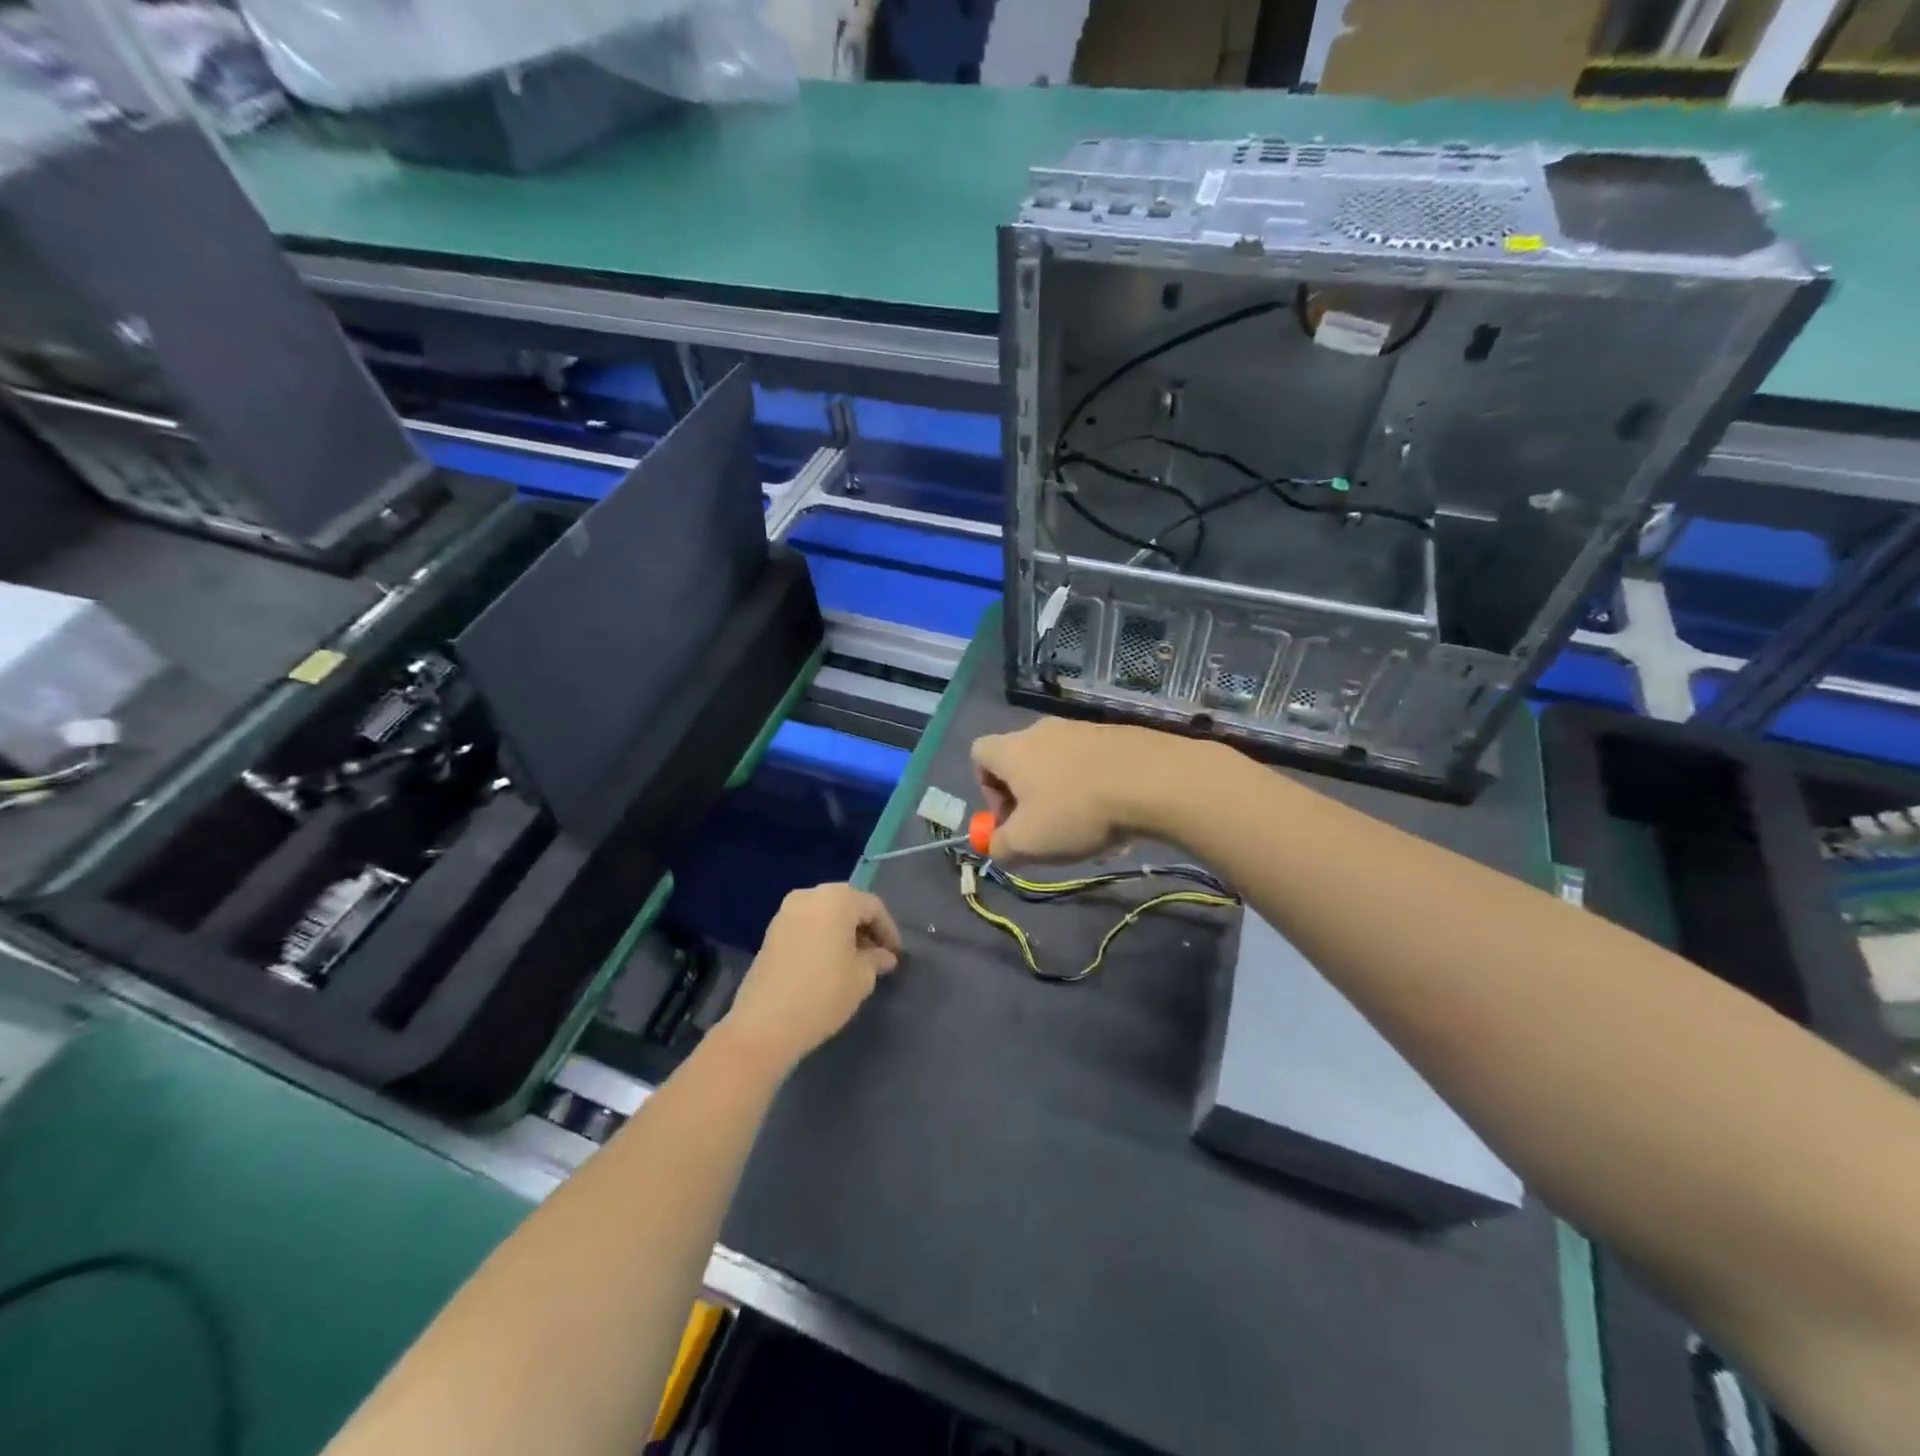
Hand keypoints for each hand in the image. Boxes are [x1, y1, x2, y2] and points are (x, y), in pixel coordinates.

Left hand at [723, 884, 901, 1070]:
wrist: (764, 1024)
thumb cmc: (823, 994)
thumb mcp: (862, 978)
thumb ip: (876, 959)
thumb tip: (884, 956)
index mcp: (836, 899)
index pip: (873, 906)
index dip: (889, 930)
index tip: (896, 956)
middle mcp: (809, 896)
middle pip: (847, 904)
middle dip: (865, 927)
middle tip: (878, 955)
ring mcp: (786, 912)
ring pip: (825, 913)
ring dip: (843, 932)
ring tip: (855, 960)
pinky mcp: (771, 932)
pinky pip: (807, 925)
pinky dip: (823, 936)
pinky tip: (829, 962)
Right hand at [970, 718, 1201, 863]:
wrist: (1151, 780)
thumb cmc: (1075, 811)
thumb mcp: (1028, 843)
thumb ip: (1001, 847)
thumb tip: (997, 846)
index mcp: (1013, 749)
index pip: (979, 754)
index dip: (986, 789)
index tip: (1008, 819)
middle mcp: (1042, 731)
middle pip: (1021, 762)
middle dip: (1029, 800)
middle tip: (1046, 831)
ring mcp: (1082, 729)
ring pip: (1060, 768)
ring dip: (1065, 799)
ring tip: (1088, 833)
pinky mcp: (1116, 736)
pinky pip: (1092, 766)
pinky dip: (1095, 792)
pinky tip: (1116, 820)